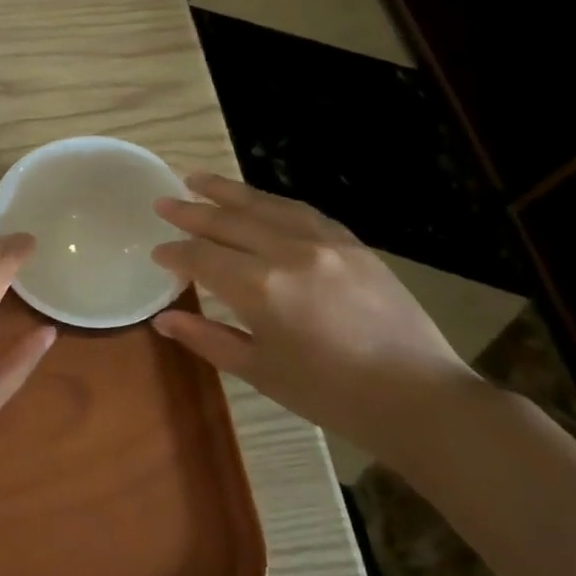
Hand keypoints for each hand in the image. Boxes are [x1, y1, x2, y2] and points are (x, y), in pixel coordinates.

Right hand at [150, 173, 484, 470]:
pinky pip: (302, 211)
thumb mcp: (260, 371)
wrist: (418, 397)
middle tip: (162, 200)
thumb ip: (208, 339)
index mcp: (260, 287)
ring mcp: (324, 242)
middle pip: (228, 221)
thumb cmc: (330, 394)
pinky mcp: (352, 243)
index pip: (202, 257)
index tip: (157, 252)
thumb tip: (163, 320)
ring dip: (228, 190)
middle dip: (191, 210)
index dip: (175, 253)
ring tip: (197, 178)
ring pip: (265, 205)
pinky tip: (258, 201)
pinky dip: (271, 202)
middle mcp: (288, 252)